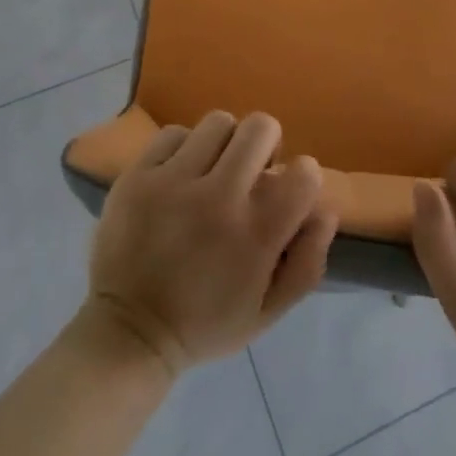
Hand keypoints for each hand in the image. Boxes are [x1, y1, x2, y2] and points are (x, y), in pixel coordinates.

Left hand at [83, 111, 337, 377]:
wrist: (129, 332)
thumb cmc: (205, 323)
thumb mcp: (268, 311)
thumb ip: (307, 262)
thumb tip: (326, 208)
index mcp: (256, 235)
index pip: (304, 172)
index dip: (303, 177)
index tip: (288, 192)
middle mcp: (219, 198)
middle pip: (260, 127)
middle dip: (265, 145)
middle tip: (250, 173)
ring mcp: (174, 182)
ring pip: (218, 123)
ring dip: (224, 144)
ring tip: (212, 171)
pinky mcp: (139, 174)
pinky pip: (174, 132)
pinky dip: (183, 149)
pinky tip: (178, 176)